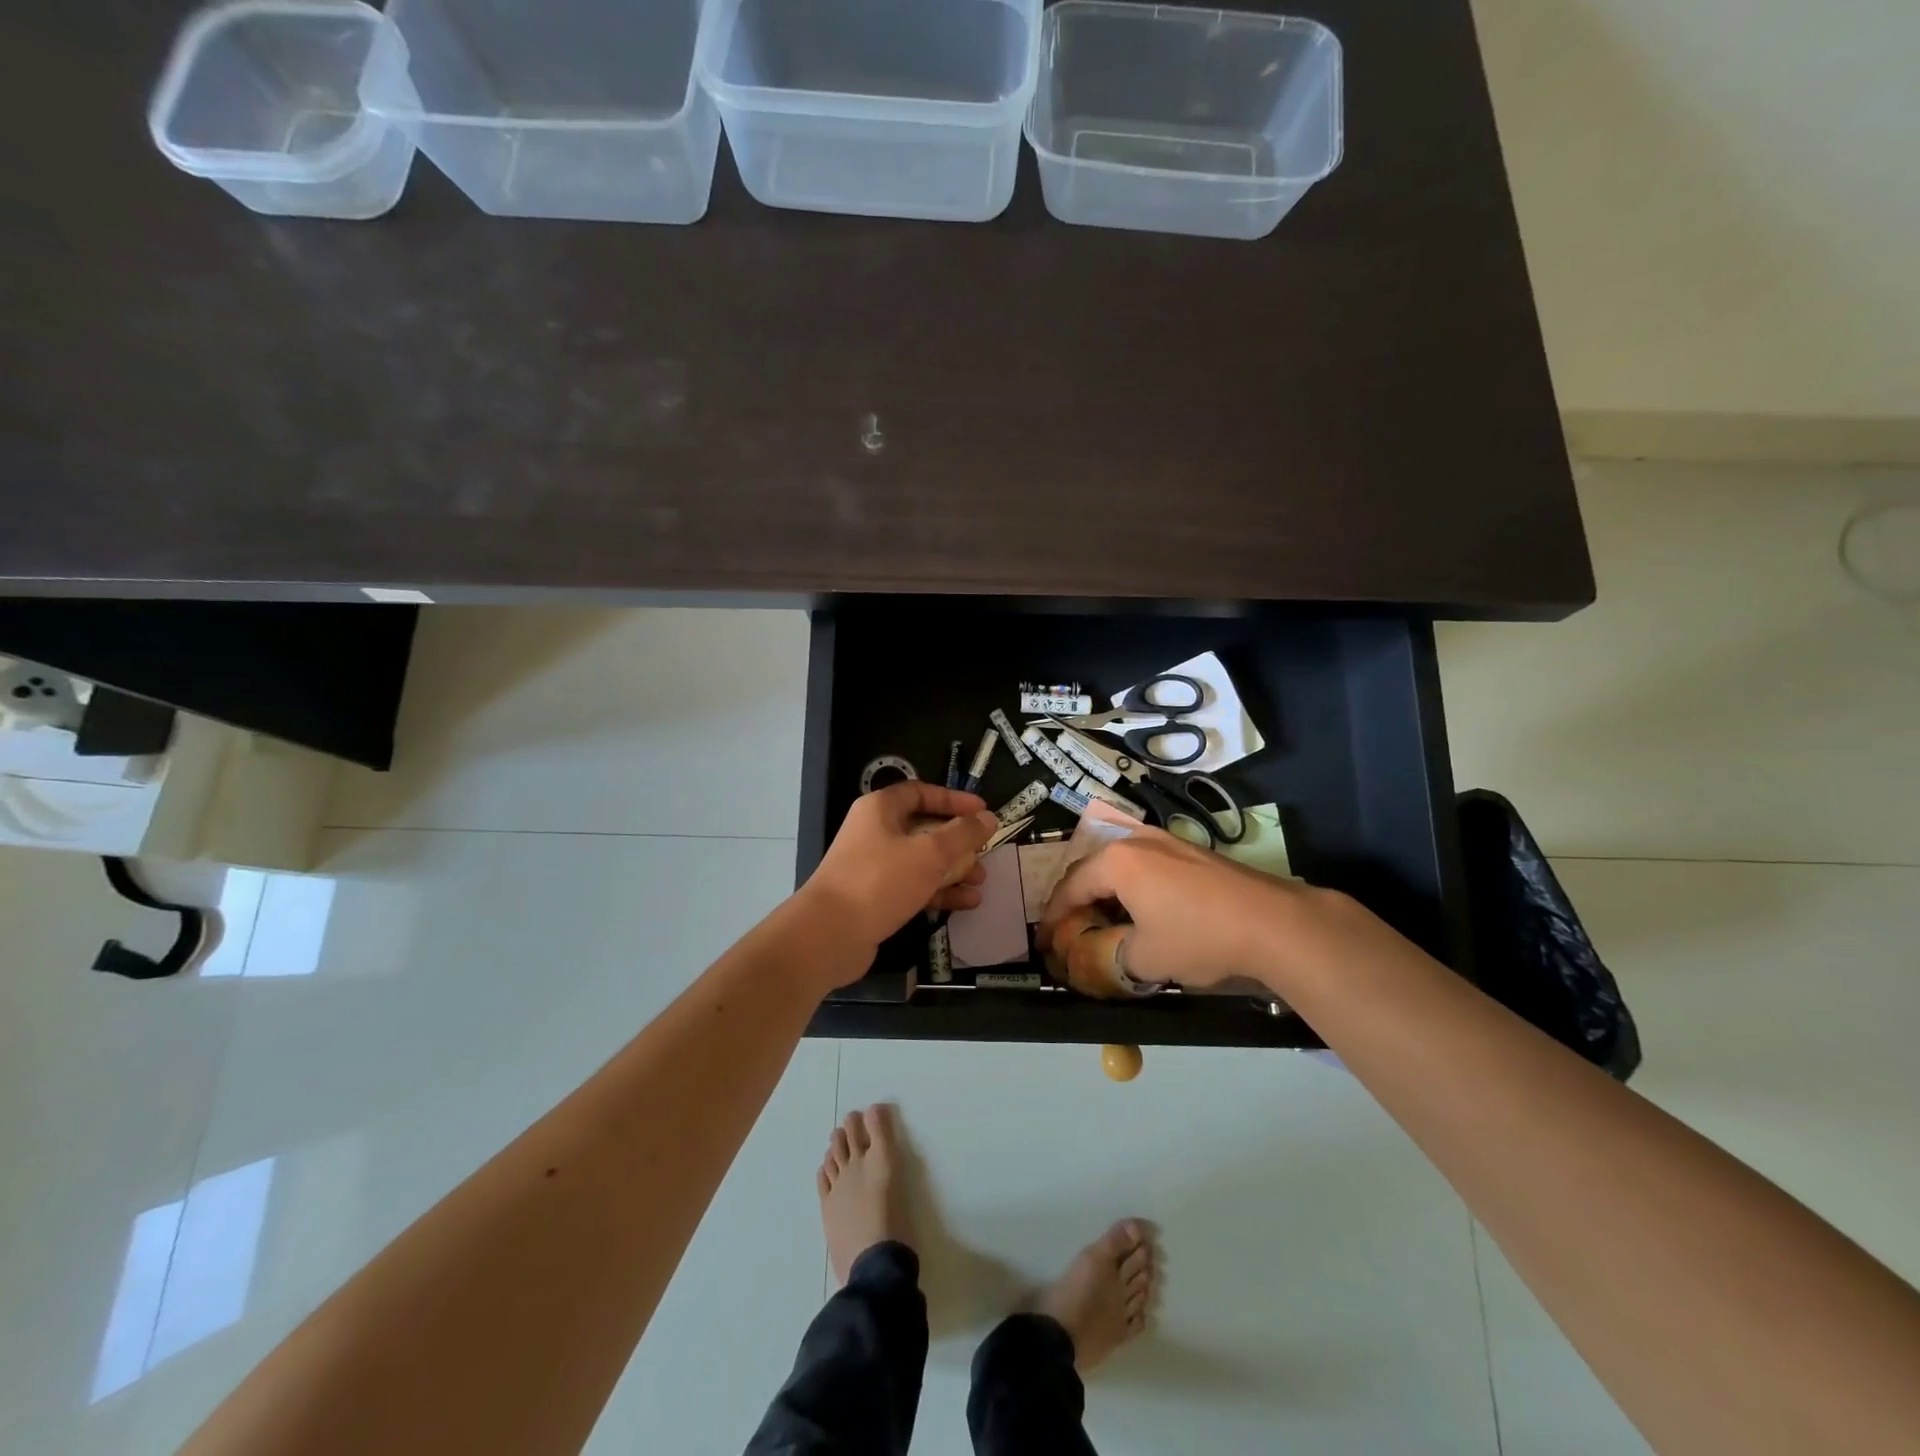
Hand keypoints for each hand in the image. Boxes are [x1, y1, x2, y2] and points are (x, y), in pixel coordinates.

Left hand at [804, 782, 999, 952]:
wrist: (829, 935)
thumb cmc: (880, 881)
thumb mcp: (929, 853)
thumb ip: (963, 834)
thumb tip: (988, 818)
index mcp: (880, 809)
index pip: (921, 792)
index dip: (953, 800)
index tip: (982, 812)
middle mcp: (875, 832)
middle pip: (924, 828)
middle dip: (957, 841)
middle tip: (985, 851)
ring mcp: (873, 866)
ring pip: (921, 860)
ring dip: (953, 869)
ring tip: (981, 881)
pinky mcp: (876, 897)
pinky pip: (914, 887)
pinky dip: (939, 892)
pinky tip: (967, 903)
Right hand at [1037, 824, 1316, 991]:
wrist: (1273, 922)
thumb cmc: (1199, 937)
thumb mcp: (1146, 958)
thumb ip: (1111, 957)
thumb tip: (1100, 957)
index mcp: (1117, 862)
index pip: (1071, 886)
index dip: (1054, 917)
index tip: (1044, 940)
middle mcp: (1137, 841)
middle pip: (1092, 868)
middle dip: (1076, 899)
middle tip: (1068, 928)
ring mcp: (1167, 841)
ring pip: (1120, 863)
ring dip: (1105, 891)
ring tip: (1100, 919)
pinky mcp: (1191, 851)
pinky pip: (1145, 864)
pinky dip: (1131, 885)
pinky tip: (1140, 909)